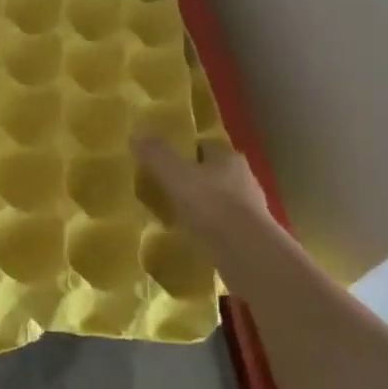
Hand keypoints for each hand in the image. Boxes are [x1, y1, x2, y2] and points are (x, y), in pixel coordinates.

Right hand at [131, 136, 287, 272]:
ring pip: (219, 202)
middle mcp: (244, 179)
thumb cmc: (211, 205)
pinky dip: (209, 231)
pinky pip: (223, 228)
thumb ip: (156, 154)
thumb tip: (136, 133)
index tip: (162, 162)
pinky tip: (192, 240)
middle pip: (212, 174)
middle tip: (165, 190)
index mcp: (228, 158)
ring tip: (175, 218)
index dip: (183, 152)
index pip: (203, 147)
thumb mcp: (175, 175)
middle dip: (192, 181)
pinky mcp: (251, 238)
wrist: (247, 254)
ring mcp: (251, 210)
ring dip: (201, 208)